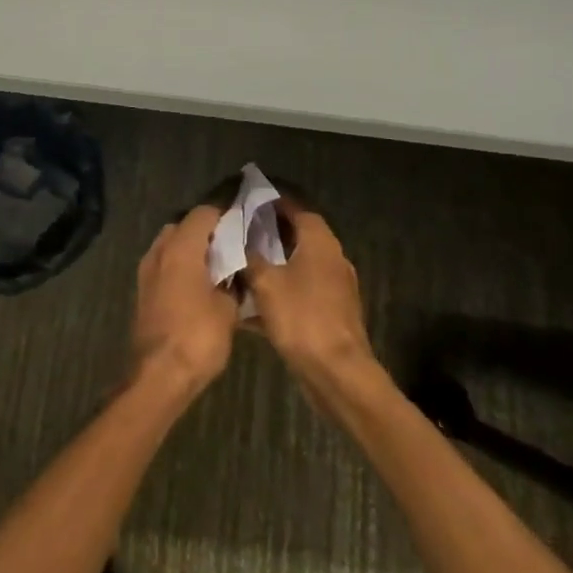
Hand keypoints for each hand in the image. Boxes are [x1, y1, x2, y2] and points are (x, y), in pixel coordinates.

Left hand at [131, 205, 240, 397]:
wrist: (159, 375)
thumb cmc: (198, 337)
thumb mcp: (228, 309)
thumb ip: (232, 283)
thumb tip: (233, 275)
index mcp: (181, 249)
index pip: (203, 213)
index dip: (225, 217)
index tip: (243, 228)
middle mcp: (159, 253)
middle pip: (182, 226)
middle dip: (205, 233)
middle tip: (230, 249)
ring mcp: (146, 272)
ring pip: (169, 247)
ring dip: (190, 251)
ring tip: (216, 270)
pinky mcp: (142, 292)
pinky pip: (163, 267)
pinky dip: (179, 269)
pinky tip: (199, 288)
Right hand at [245, 203, 375, 380]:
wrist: (336, 372)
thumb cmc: (301, 317)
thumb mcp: (266, 282)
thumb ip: (249, 256)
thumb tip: (236, 239)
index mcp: (320, 243)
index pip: (298, 209)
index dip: (274, 202)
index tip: (249, 200)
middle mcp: (331, 259)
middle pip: (298, 236)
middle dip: (270, 233)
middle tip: (239, 231)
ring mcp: (333, 288)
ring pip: (298, 265)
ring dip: (273, 263)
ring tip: (240, 263)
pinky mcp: (329, 313)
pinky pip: (299, 292)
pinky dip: (279, 291)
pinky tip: (252, 304)